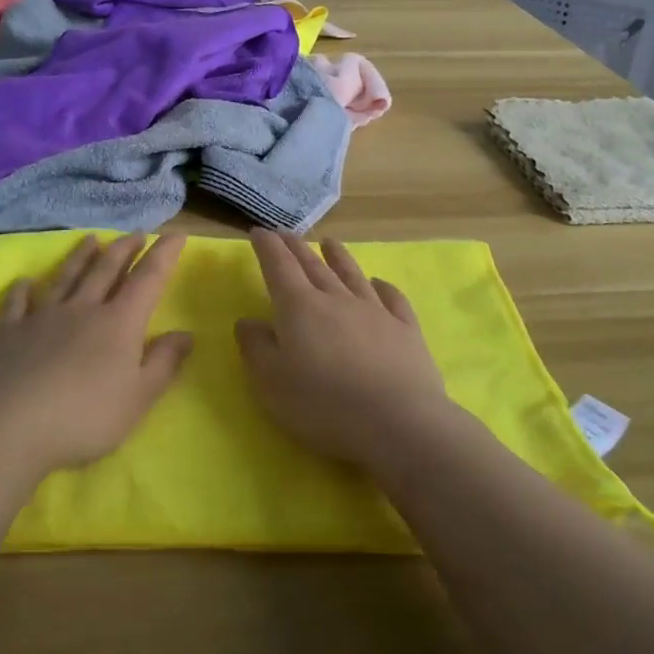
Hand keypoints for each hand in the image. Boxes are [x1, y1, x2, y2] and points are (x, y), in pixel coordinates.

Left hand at [0, 233, 192, 473]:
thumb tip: (186, 333)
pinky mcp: (11, 333)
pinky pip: (18, 304)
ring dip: (80, 256)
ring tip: (91, 239)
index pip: (148, 279)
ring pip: (66, 278)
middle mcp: (83, 309)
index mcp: (119, 323)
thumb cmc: (86, 417)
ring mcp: (44, 317)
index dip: (163, 255)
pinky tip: (24, 282)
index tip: (175, 234)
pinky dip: (22, 290)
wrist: (12, 428)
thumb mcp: (139, 398)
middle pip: (106, 270)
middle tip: (135, 233)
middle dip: (124, 249)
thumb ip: (164, 363)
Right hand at [235, 229, 451, 468]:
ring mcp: (375, 311)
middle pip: (313, 265)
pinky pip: (392, 299)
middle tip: (285, 233)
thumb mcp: (272, 382)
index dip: (267, 246)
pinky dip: (384, 287)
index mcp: (300, 307)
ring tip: (329, 242)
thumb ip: (256, 347)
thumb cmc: (324, 404)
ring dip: (338, 256)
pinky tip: (380, 283)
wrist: (398, 422)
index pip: (278, 266)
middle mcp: (336, 299)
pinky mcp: (405, 330)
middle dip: (296, 247)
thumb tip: (247, 321)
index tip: (258, 231)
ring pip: (352, 275)